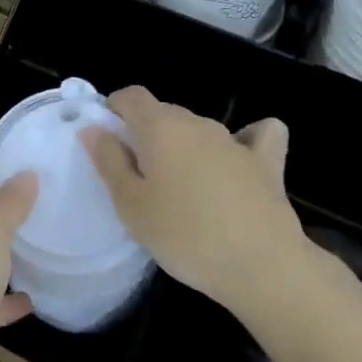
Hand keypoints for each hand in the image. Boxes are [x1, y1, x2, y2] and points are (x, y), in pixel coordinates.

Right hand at [81, 87, 314, 318]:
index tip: (109, 140)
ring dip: (186, 146)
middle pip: (164, 113)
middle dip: (147, 134)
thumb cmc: (185, 236)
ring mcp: (235, 140)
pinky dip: (247, 140)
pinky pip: (257, 136)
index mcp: (160, 127)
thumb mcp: (132, 206)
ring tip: (182, 187)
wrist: (262, 266)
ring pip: (200, 129)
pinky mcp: (267, 162)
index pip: (132, 96)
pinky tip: (241, 159)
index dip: (116, 109)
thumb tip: (94, 129)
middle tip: (139, 177)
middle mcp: (197, 123)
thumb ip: (109, 161)